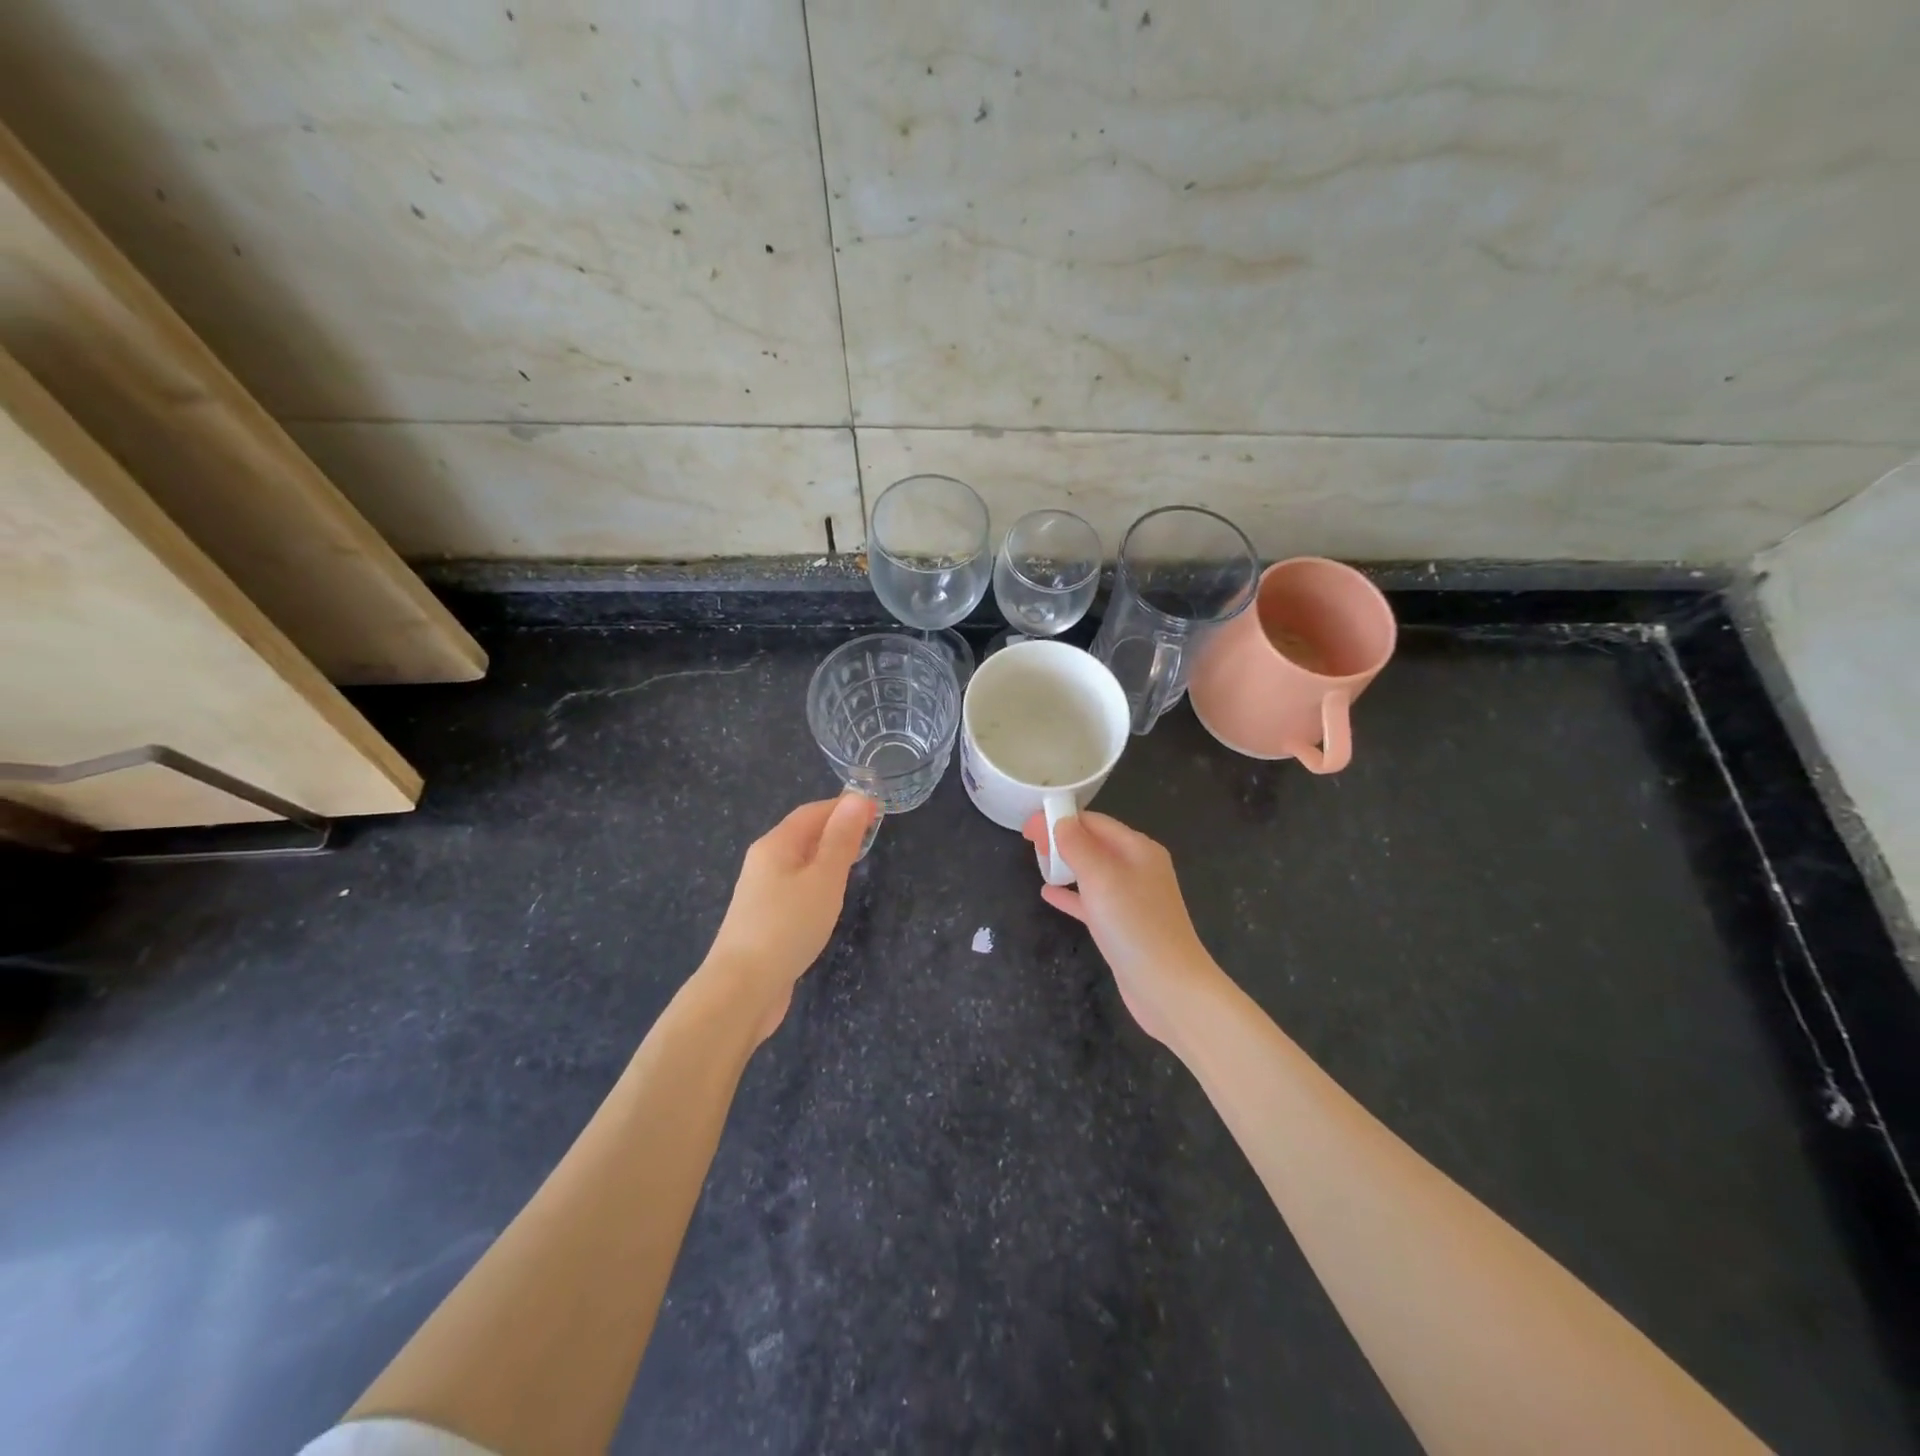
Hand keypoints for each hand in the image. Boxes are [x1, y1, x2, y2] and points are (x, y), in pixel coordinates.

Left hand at [708, 793, 874, 1041]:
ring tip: (856, 861)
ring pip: (799, 863)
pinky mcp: (764, 921)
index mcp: (775, 845)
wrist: (742, 989)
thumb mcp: (824, 878)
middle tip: (871, 833)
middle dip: (835, 829)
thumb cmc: (787, 926)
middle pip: (802, 835)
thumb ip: (842, 839)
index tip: (877, 808)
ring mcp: (761, 893)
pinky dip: (817, 883)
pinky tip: (830, 899)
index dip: (843, 806)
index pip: (812, 812)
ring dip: (826, 857)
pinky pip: (795, 888)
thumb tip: (858, 797)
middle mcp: (763, 862)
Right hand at [1023, 811, 1223, 1047]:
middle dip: (1062, 838)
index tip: (1029, 825)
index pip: (1095, 822)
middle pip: (1094, 843)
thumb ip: (1078, 845)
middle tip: (1029, 842)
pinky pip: (1091, 901)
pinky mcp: (1122, 926)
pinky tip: (1047, 893)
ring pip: (1092, 871)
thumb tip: (1060, 820)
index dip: (1061, 819)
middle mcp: (1137, 868)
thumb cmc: (1135, 925)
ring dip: (1065, 863)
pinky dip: (1070, 894)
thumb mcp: (1102, 877)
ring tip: (1036, 860)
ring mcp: (1131, 899)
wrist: (1168, 987)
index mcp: (1138, 849)